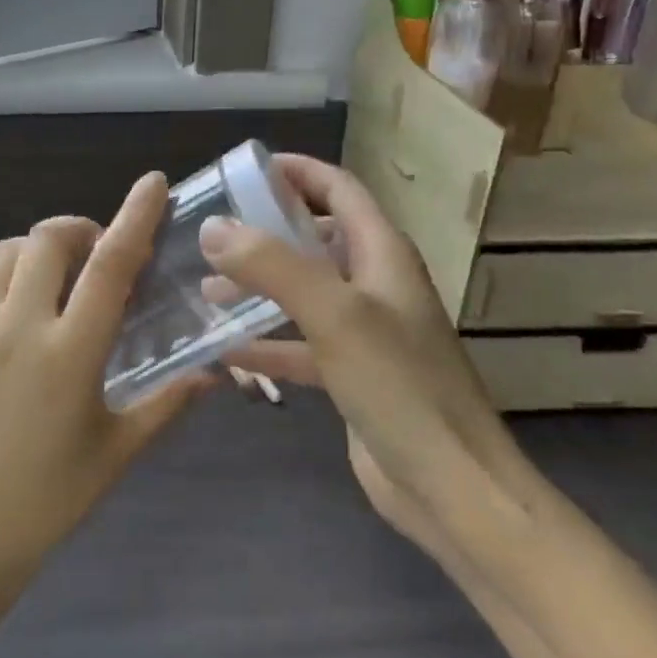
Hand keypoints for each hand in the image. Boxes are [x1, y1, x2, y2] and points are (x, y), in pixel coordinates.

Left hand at [0, 172, 206, 576]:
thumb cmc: (49, 496)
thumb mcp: (118, 450)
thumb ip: (169, 401)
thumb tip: (217, 372)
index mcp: (70, 351)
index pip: (110, 264)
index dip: (135, 216)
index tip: (151, 183)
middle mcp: (18, 325)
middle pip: (49, 239)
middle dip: (78, 231)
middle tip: (94, 254)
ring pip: (6, 251)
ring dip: (36, 251)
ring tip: (51, 280)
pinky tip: (9, 307)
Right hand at [201, 154, 532, 547]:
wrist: (451, 487)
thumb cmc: (400, 386)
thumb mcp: (334, 314)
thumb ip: (273, 265)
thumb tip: (214, 227)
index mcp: (382, 254)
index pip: (340, 189)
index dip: (298, 172)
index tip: (244, 170)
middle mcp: (374, 284)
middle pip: (316, 238)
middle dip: (267, 230)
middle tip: (213, 232)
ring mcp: (364, 332)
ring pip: (303, 292)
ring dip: (258, 287)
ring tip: (206, 288)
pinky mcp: (351, 375)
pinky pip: (300, 345)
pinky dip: (265, 343)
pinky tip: (223, 350)